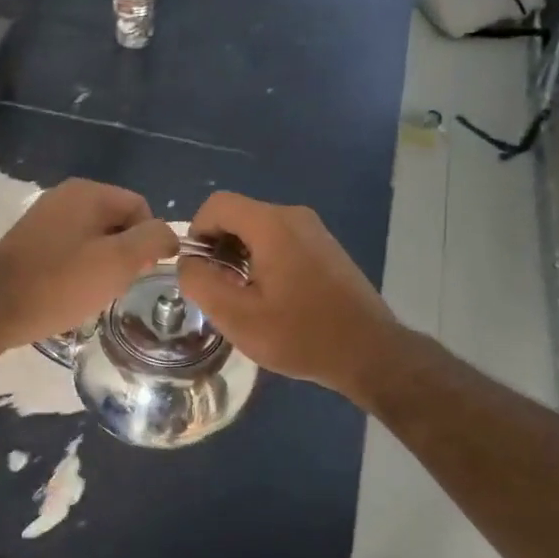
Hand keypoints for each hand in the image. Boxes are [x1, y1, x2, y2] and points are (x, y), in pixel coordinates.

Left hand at [0, 179, 177, 353]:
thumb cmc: (59, 284)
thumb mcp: (117, 262)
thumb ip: (152, 240)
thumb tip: (170, 234)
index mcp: (88, 192)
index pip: (141, 208)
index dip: (148, 242)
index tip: (136, 275)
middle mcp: (66, 195)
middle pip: (118, 222)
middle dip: (124, 255)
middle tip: (113, 286)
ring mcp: (44, 217)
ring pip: (95, 239)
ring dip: (102, 266)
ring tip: (90, 293)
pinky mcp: (30, 240)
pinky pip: (71, 249)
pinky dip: (78, 270)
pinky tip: (68, 293)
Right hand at [178, 191, 399, 399]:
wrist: (369, 352)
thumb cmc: (300, 335)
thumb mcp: (237, 317)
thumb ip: (201, 283)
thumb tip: (189, 262)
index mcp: (272, 225)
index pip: (217, 205)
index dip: (196, 232)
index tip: (198, 271)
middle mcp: (294, 216)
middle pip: (239, 216)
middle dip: (218, 248)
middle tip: (219, 291)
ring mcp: (315, 231)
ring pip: (260, 230)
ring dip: (241, 257)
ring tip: (244, 299)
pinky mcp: (326, 248)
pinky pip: (282, 242)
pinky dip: (265, 261)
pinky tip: (273, 299)